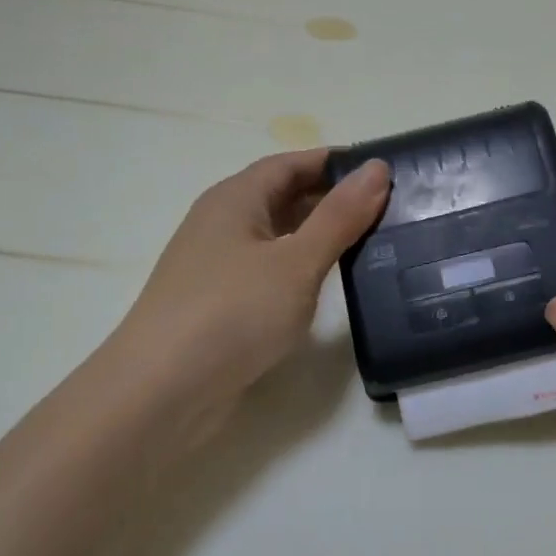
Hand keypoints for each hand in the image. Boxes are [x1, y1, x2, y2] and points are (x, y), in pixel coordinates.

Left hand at [105, 149, 388, 447]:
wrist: (163, 392)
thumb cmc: (232, 312)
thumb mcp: (296, 261)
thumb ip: (339, 216)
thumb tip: (377, 168)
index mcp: (235, 198)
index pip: (292, 163)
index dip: (336, 163)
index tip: (385, 171)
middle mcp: (223, 223)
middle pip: (285, 197)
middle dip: (334, 199)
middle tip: (392, 210)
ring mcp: (220, 266)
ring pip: (279, 237)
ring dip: (321, 236)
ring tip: (375, 243)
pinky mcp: (223, 304)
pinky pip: (272, 272)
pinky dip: (304, 269)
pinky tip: (333, 285)